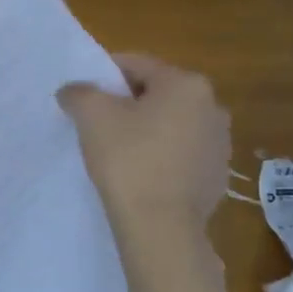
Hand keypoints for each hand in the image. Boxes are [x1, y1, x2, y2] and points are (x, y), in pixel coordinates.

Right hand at [57, 54, 229, 235]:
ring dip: (145, 129)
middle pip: (156, 93)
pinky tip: (139, 173)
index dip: (104, 74)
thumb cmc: (128, 159)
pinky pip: (181, 153)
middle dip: (126, 103)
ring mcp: (220, 143)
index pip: (136, 64)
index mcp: (186, 84)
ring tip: (117, 150)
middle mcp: (212, 106)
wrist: (161, 227)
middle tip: (96, 122)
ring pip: (170, 123)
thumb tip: (73, 90)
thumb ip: (79, 92)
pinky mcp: (217, 175)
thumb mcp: (91, 116)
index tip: (83, 94)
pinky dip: (160, 155)